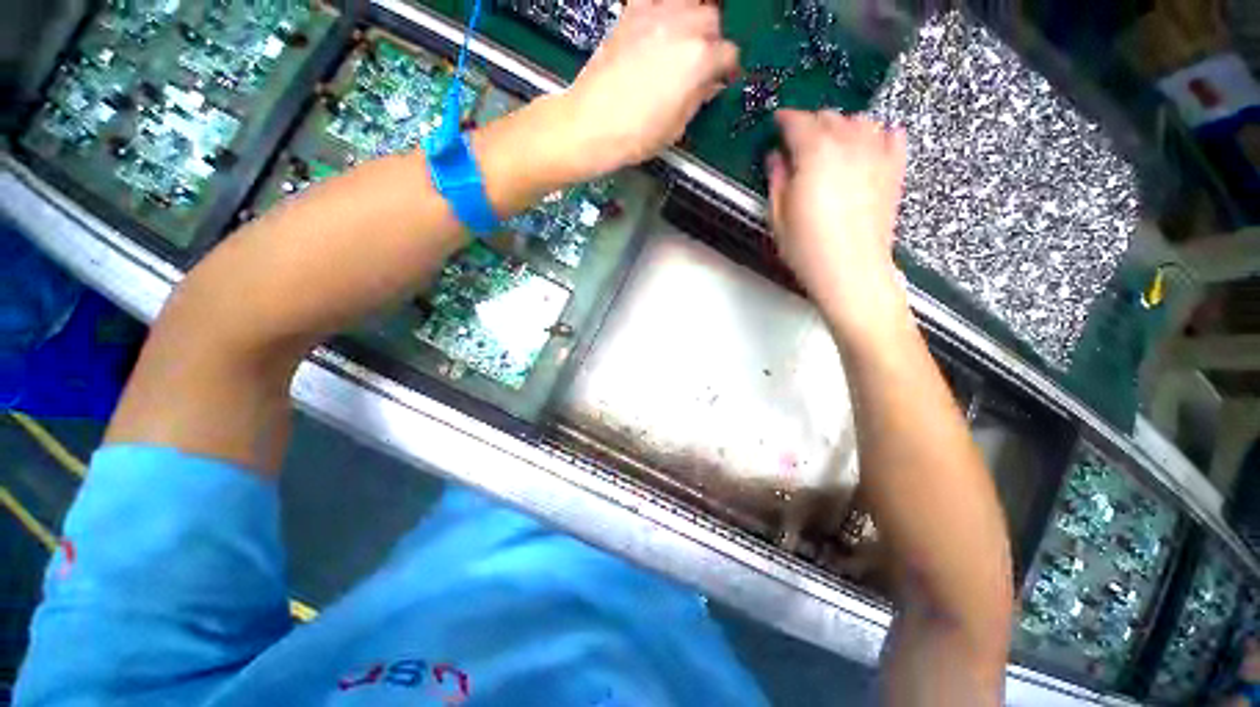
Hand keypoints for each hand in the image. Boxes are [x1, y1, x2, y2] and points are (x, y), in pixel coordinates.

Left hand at [559, 0, 738, 180]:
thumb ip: (698, 98)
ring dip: (693, 18)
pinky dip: (665, 8)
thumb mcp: (676, 127)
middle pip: (712, 20)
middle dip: (711, 42)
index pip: (728, 54)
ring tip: (684, 41)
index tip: (722, 80)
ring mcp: (655, 15)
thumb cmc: (635, 135)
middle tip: (701, 63)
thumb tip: (709, 84)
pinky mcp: (631, 13)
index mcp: (698, 60)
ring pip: (689, 1)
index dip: (727, 70)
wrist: (591, 124)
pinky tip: (660, 26)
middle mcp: (681, 27)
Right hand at [766, 110, 908, 336]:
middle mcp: (848, 144)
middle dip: (811, 123)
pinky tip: (869, 144)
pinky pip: (891, 137)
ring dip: (842, 126)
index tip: (777, 122)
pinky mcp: (894, 170)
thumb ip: (777, 180)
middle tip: (799, 140)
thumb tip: (776, 158)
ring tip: (831, 142)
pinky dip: (878, 135)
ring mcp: (876, 154)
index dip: (785, 120)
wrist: (851, 271)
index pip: (798, 122)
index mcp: (814, 153)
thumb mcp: (777, 217)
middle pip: (830, 117)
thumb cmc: (808, 249)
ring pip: (860, 121)